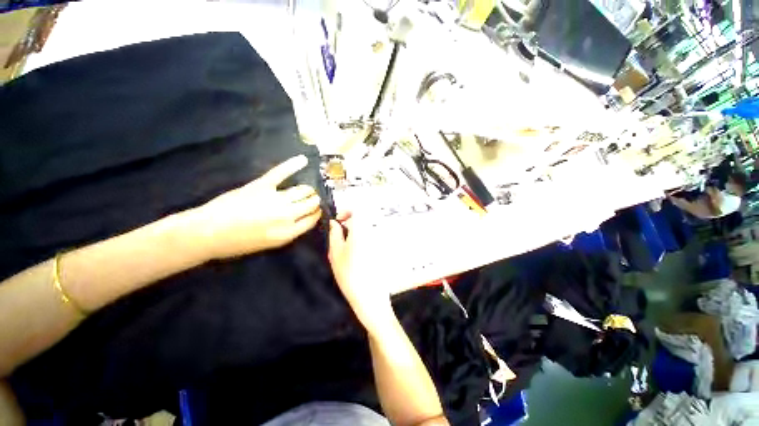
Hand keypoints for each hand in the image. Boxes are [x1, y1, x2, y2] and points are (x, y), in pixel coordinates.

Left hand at [188, 155, 321, 259]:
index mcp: (288, 233)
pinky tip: (303, 160)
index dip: (316, 213)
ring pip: (302, 190)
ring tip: (306, 190)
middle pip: (311, 203)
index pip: (313, 219)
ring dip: (308, 190)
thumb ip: (290, 231)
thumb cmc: (238, 243)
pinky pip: (280, 173)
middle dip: (314, 201)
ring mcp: (275, 199)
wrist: (207, 233)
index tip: (316, 210)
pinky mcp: (261, 186)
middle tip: (312, 199)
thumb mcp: (270, 244)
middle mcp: (287, 216)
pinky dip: (292, 165)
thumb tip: (302, 218)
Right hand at [328, 213, 394, 333]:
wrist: (370, 297)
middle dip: (351, 223)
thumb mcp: (336, 254)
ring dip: (357, 232)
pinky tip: (359, 254)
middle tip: (341, 237)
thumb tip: (334, 223)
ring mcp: (381, 241)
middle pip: (363, 219)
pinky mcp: (384, 249)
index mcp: (362, 231)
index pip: (358, 210)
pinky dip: (364, 240)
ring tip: (349, 248)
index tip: (339, 222)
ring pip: (368, 228)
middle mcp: (374, 232)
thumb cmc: (349, 276)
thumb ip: (334, 234)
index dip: (347, 212)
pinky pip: (373, 237)